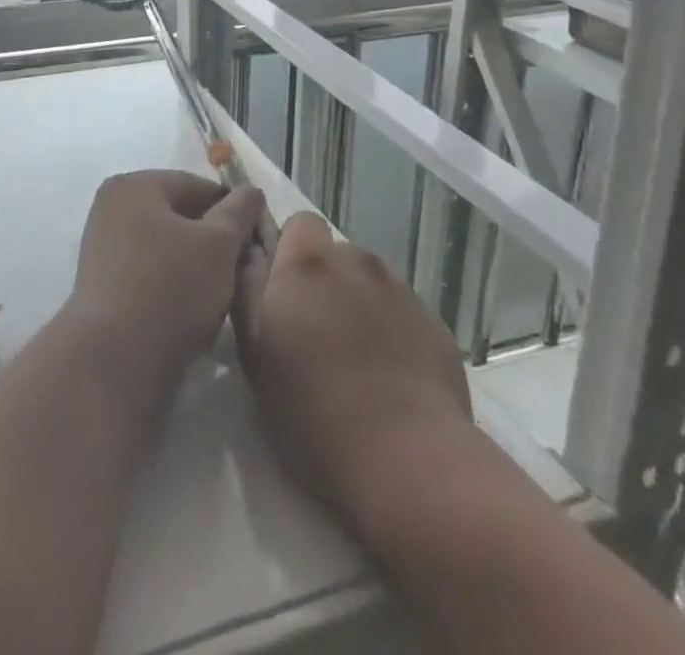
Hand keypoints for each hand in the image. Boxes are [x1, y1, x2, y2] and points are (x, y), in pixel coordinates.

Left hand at [67, 170, 265, 394]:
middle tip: (247, 269)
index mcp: (134, 186)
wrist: (113, 362)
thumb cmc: (170, 289)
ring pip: (168, 248)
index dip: (235, 210)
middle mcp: (112, 208)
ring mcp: (103, 248)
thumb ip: (239, 212)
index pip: (197, 186)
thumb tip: (251, 191)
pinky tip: (197, 311)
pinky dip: (175, 285)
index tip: (260, 240)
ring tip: (226, 293)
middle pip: (180, 216)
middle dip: (216, 241)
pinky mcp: (104, 286)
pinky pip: (151, 274)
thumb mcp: (219, 244)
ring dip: (198, 266)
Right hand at [234, 213, 473, 528]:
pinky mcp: (435, 323)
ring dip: (360, 302)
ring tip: (358, 357)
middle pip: (337, 253)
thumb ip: (248, 292)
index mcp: (307, 265)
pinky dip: (393, 330)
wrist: (409, 462)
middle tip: (318, 332)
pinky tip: (392, 377)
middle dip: (326, 280)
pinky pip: (403, 312)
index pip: (300, 222)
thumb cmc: (313, 412)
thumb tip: (250, 254)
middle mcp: (355, 262)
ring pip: (371, 281)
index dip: (291, 250)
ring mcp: (401, 290)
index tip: (285, 290)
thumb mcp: (256, 357)